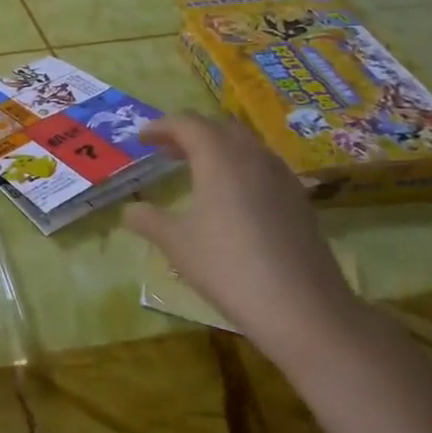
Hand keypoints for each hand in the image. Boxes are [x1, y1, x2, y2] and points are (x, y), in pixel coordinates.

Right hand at [122, 113, 363, 362]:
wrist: (302, 308)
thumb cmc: (227, 266)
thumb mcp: (176, 243)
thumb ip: (148, 220)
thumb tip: (129, 209)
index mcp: (219, 158)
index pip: (187, 124)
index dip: (161, 126)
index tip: (141, 137)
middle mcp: (253, 157)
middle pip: (219, 128)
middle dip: (190, 132)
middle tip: (166, 149)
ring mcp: (282, 178)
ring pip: (245, 146)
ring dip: (217, 148)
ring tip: (194, 169)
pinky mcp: (299, 201)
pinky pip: (263, 167)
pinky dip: (239, 167)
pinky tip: (229, 197)